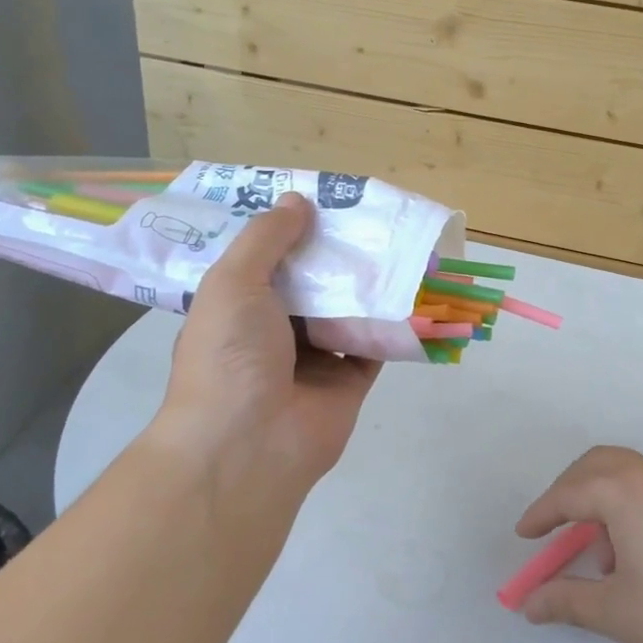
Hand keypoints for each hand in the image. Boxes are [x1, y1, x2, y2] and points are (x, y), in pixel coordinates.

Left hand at [156, 193, 380, 503]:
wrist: (249, 444)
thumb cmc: (229, 355)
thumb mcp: (233, 282)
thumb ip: (265, 239)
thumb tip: (297, 199)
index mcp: (237, 308)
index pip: (264, 260)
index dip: (287, 230)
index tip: (317, 198)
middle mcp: (274, 331)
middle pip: (310, 283)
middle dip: (334, 253)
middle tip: (367, 213)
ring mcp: (313, 359)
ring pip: (345, 310)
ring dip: (366, 283)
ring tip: (396, 240)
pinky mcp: (349, 382)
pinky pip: (374, 344)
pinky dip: (392, 322)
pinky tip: (412, 287)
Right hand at [515, 446, 642, 642]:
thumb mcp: (619, 613)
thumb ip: (568, 601)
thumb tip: (528, 603)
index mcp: (624, 491)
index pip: (568, 494)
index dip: (541, 515)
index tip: (524, 537)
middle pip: (597, 465)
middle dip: (569, 492)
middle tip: (554, 528)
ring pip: (629, 472)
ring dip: (603, 497)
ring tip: (602, 552)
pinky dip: (632, 504)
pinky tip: (642, 553)